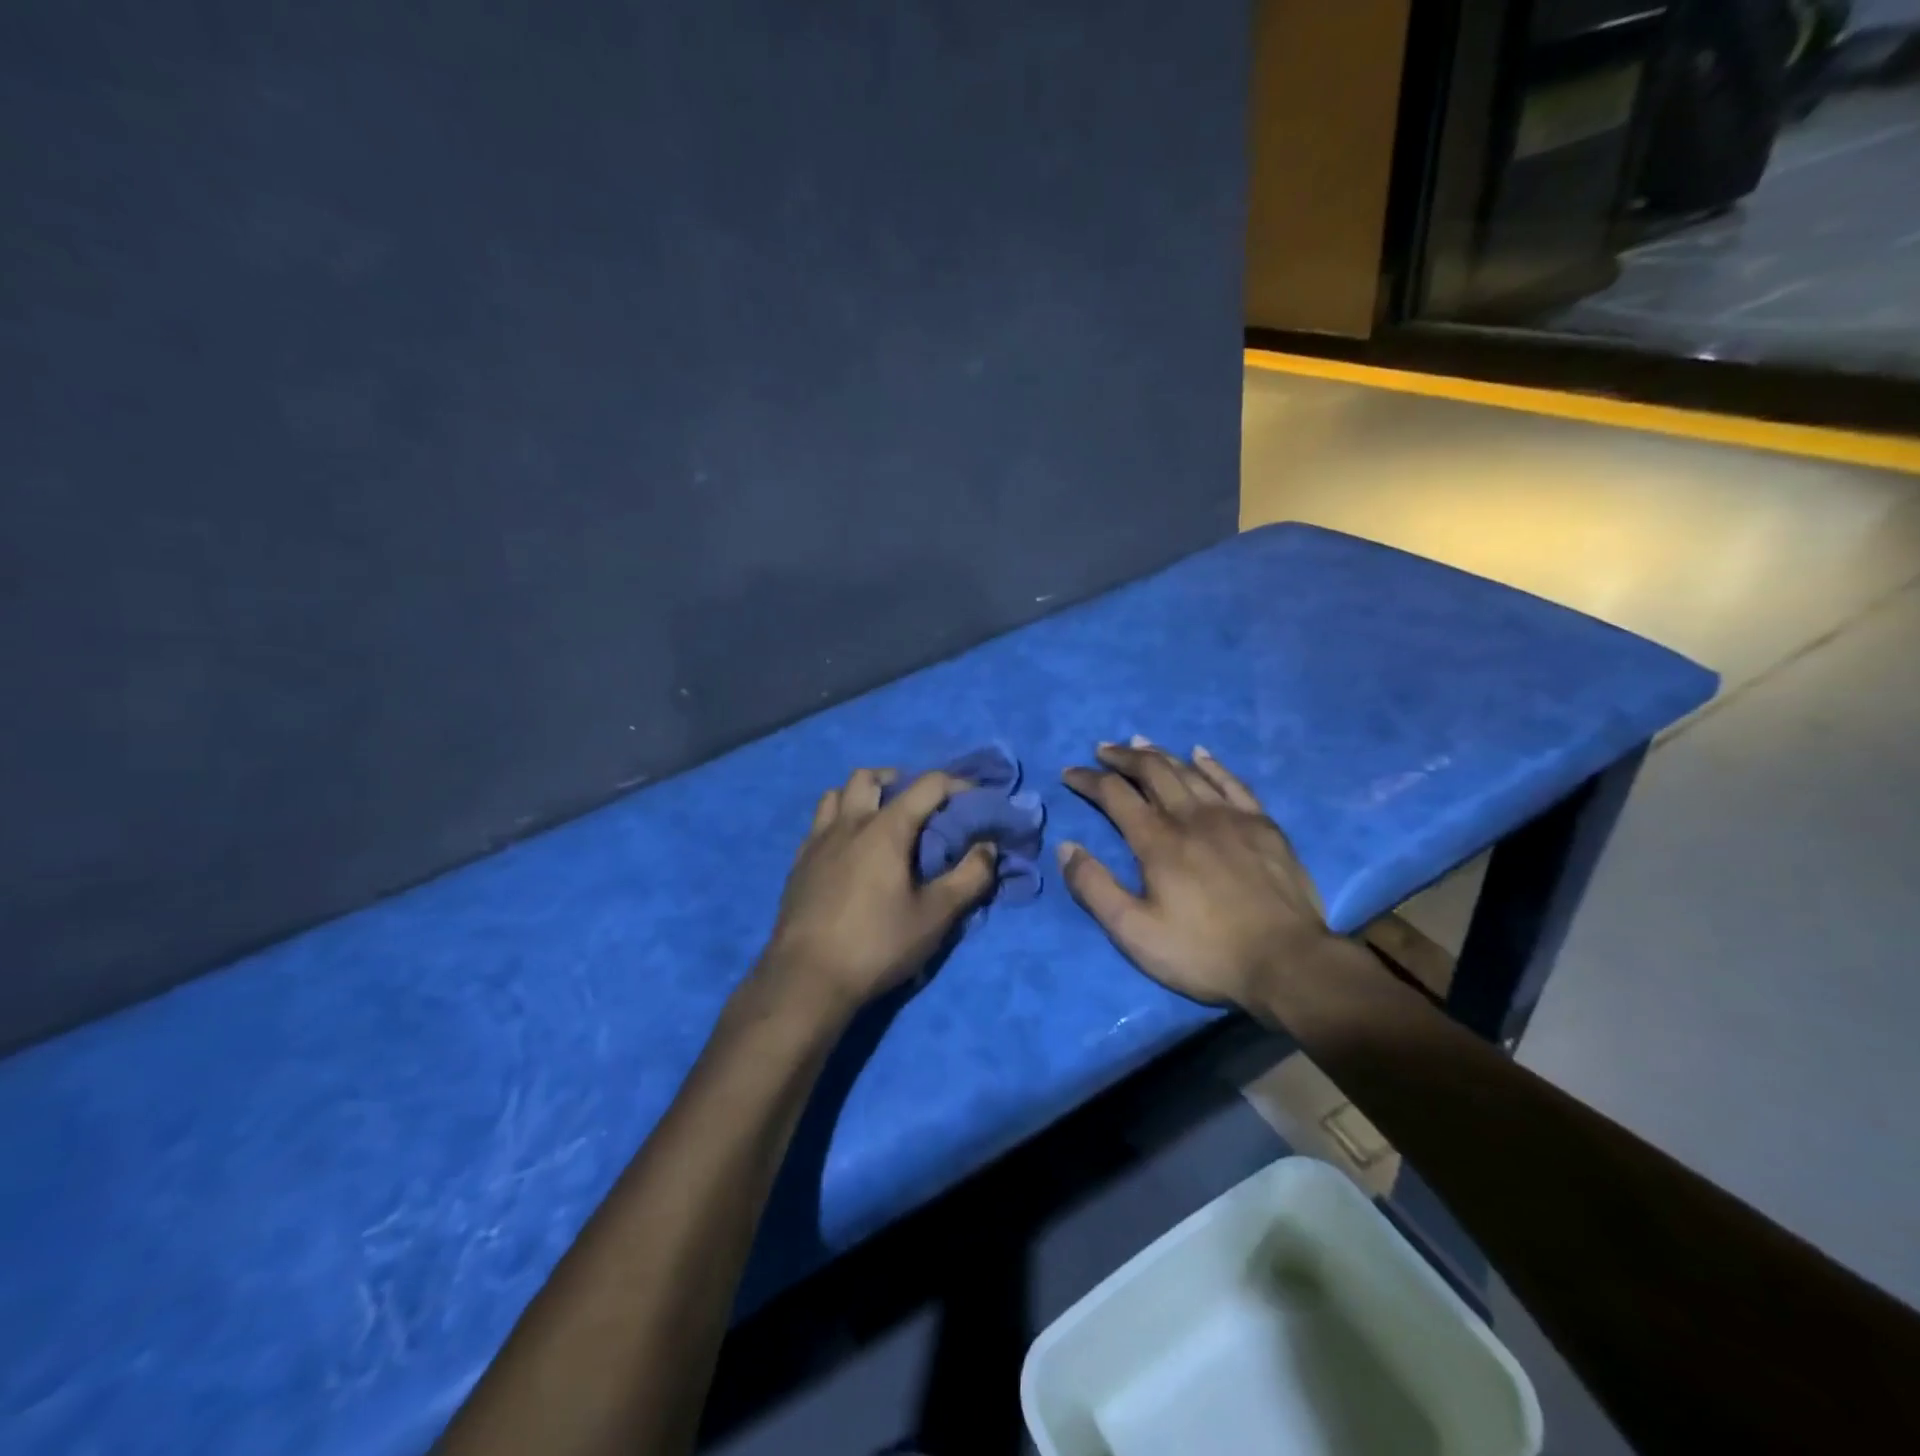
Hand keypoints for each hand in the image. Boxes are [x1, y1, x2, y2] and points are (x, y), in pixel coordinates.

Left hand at [757, 768, 996, 1020]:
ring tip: (878, 819)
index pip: (926, 785)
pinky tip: (848, 851)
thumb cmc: (878, 944)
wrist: (807, 979)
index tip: (974, 796)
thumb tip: (988, 847)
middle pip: (868, 777)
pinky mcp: (798, 865)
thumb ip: (969, 877)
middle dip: (897, 779)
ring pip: (835, 795)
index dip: (956, 783)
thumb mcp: (936, 916)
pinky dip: (838, 822)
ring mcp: (817, 842)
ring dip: (860, 796)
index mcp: (885, 829)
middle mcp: (848, 824)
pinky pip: (818, 825)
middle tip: (917, 802)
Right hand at [1058, 740, 1337, 1010]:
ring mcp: (1231, 816)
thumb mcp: (1134, 933)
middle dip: (1121, 757)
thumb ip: (1095, 888)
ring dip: (1159, 753)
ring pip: (1188, 770)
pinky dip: (1211, 764)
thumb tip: (1066, 847)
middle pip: (1151, 771)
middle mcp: (1191, 816)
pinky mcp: (1263, 825)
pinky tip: (1200, 753)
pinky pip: (1232, 781)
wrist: (1287, 963)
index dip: (1088, 780)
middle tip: (1102, 750)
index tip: (1069, 773)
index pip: (1114, 794)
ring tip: (1138, 742)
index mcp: (1157, 841)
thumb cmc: (1204, 952)